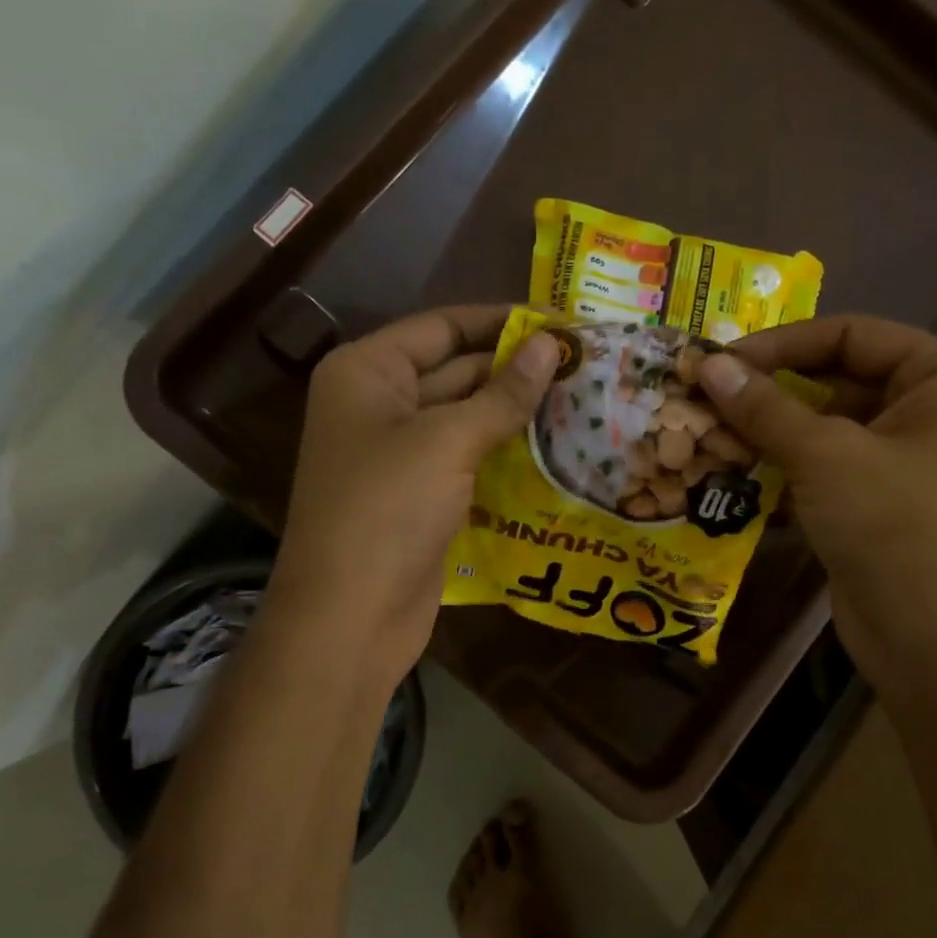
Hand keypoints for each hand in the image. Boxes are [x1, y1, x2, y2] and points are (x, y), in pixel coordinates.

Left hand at [263, 306, 557, 687]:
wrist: (351, 616)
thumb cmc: (388, 510)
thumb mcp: (448, 441)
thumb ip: (503, 393)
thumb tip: (552, 345)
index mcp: (367, 372)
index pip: (442, 327)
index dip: (501, 321)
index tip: (561, 321)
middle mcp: (379, 404)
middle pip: (456, 370)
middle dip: (516, 368)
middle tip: (585, 364)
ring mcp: (399, 454)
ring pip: (466, 418)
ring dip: (516, 412)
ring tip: (583, 400)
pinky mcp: (421, 495)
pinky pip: (468, 458)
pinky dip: (505, 452)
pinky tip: (555, 448)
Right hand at [694, 316, 936, 688]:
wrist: (933, 640)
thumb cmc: (894, 527)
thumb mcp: (825, 456)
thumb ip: (764, 407)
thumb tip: (708, 364)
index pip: (851, 335)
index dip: (781, 345)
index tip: (720, 363)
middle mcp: (933, 409)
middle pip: (836, 380)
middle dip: (769, 393)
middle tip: (704, 398)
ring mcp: (906, 460)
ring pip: (825, 428)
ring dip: (768, 434)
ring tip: (705, 435)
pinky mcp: (879, 502)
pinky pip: (825, 468)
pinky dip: (783, 470)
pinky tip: (731, 475)